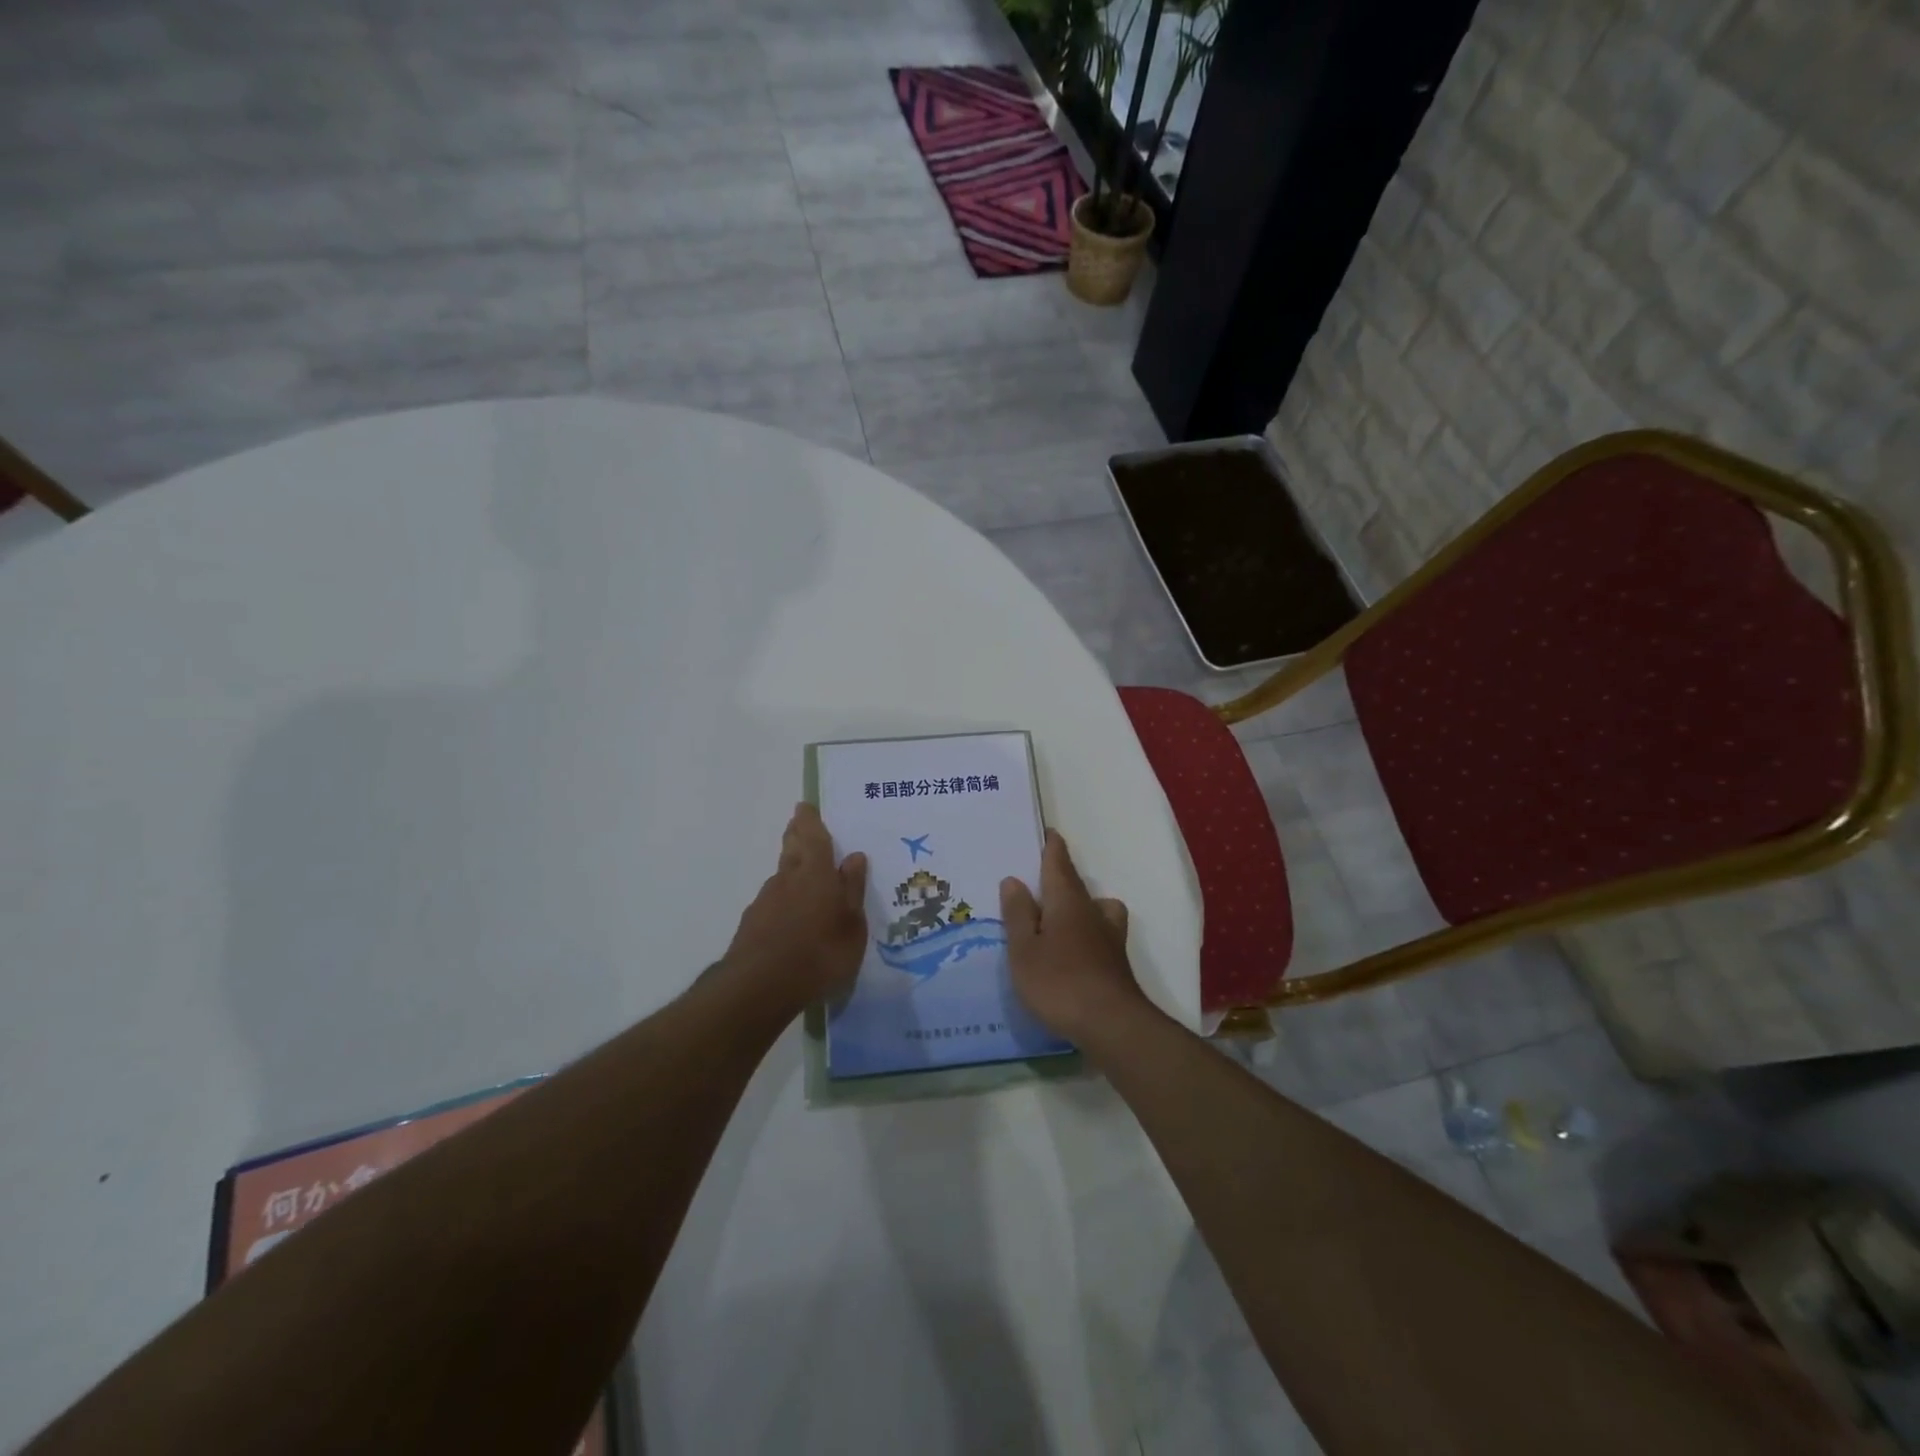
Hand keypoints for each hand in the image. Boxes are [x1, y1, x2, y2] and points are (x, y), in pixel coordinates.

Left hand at [723, 803, 868, 1012]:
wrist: (759, 988)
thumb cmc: (820, 954)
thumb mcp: (852, 925)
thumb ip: (852, 890)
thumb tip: (854, 856)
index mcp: (816, 873)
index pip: (813, 836)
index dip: (809, 820)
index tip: (804, 806)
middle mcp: (787, 879)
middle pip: (792, 849)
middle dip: (796, 836)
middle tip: (799, 827)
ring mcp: (765, 902)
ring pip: (781, 876)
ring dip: (791, 870)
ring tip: (803, 876)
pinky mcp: (752, 925)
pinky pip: (772, 902)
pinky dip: (783, 901)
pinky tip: (790, 917)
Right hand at [1000, 830, 1147, 1044]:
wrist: (1111, 1024)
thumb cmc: (1059, 982)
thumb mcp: (1024, 950)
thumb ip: (1018, 914)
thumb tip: (1013, 880)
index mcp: (1067, 901)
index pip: (1058, 863)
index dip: (1052, 847)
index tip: (1047, 832)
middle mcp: (1092, 912)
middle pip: (1077, 885)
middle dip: (1062, 877)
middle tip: (1042, 877)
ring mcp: (1109, 938)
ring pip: (1097, 908)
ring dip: (1082, 905)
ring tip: (1061, 918)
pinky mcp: (1115, 963)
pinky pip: (1099, 934)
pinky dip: (1087, 934)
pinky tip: (1073, 952)